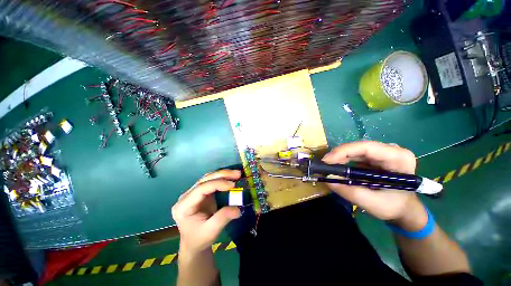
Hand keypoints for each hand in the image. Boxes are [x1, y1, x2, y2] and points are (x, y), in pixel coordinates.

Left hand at [172, 170, 241, 253]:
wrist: (194, 243)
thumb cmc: (200, 239)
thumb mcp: (211, 232)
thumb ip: (223, 218)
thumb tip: (238, 209)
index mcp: (183, 206)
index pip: (201, 189)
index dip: (217, 184)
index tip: (233, 185)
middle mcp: (186, 196)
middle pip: (204, 180)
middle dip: (222, 175)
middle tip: (238, 174)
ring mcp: (193, 193)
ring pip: (208, 178)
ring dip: (223, 174)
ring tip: (237, 174)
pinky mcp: (200, 193)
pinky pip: (211, 181)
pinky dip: (222, 178)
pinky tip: (231, 177)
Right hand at [322, 141, 426, 228]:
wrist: (403, 208)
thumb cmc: (394, 207)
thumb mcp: (373, 203)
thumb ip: (350, 192)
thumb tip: (327, 178)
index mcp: (398, 158)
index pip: (367, 147)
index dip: (344, 151)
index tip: (327, 160)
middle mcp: (391, 150)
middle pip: (359, 147)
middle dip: (339, 155)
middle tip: (324, 165)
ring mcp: (383, 152)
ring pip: (355, 150)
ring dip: (340, 157)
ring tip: (328, 166)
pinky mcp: (375, 156)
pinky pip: (355, 154)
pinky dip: (343, 160)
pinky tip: (337, 166)